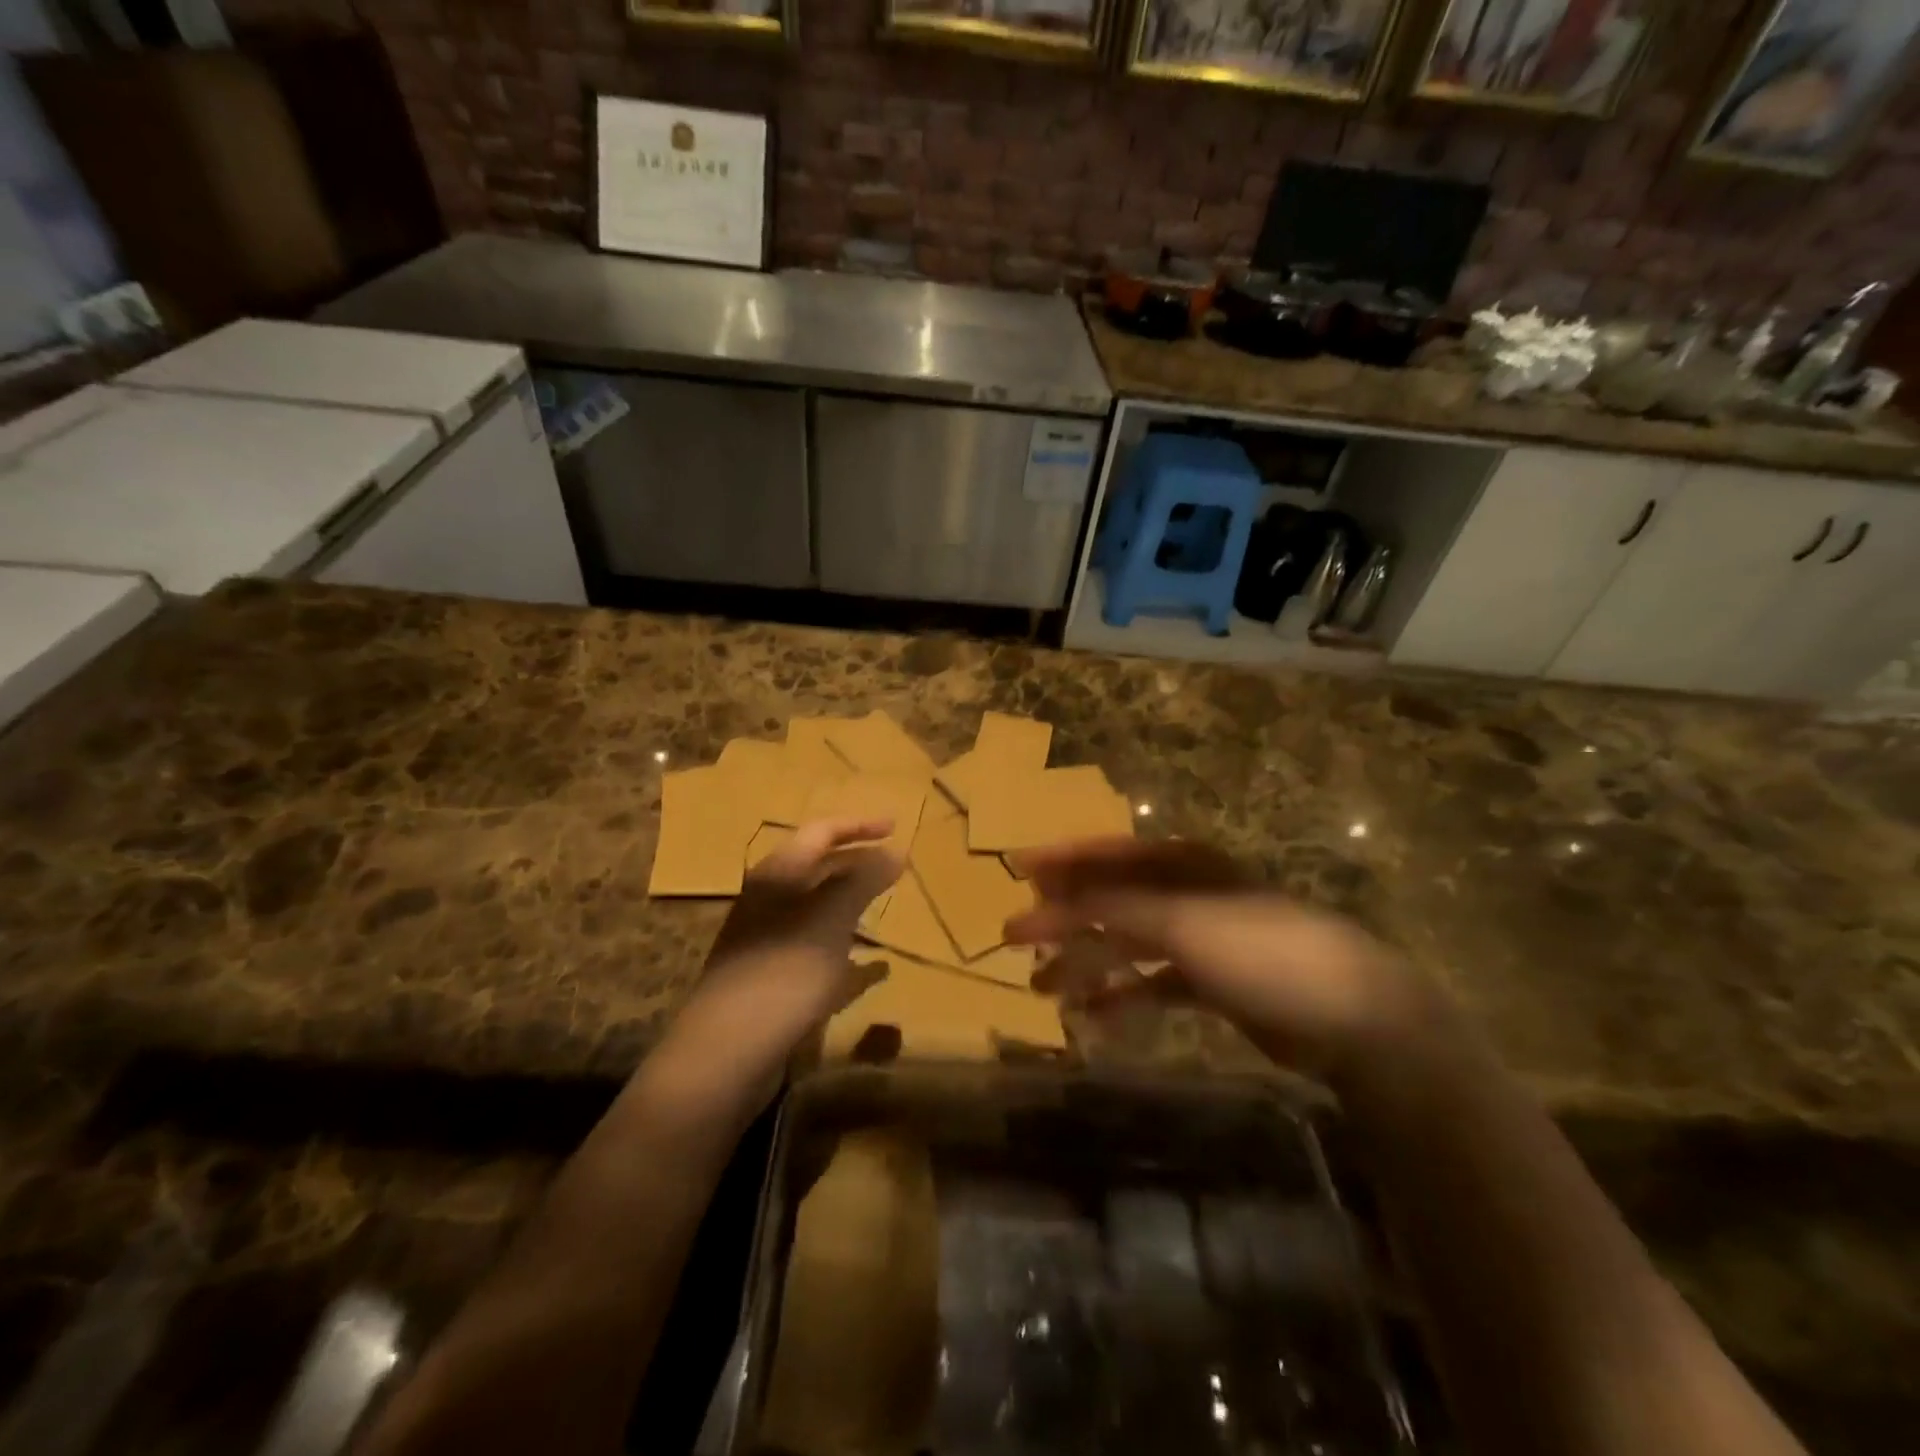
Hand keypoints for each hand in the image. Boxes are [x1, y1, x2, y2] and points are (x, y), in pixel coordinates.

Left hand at [649, 817, 902, 1113]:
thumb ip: (864, 881)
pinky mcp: (770, 977)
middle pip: (818, 867)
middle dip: (857, 861)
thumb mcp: (831, 919)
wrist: (726, 1052)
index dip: (859, 825)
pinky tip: (872, 968)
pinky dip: (845, 949)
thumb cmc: (784, 972)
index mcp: (778, 875)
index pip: (821, 832)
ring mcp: (767, 940)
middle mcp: (769, 900)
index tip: (896, 826)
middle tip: (895, 864)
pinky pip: (816, 949)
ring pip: (816, 908)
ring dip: (851, 903)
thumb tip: (896, 851)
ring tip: (885, 908)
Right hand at [1005, 838, 1454, 1084]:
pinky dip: (1122, 998)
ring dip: (1085, 964)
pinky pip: (1152, 985)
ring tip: (1042, 989)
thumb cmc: (1260, 950)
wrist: (1350, 1015)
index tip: (1016, 872)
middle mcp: (1186, 894)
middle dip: (1063, 920)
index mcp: (1180, 864)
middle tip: (1014, 939)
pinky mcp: (1211, 983)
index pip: (1107, 856)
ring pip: (1126, 947)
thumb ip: (1111, 908)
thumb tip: (1048, 898)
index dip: (1060, 863)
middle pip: (1110, 902)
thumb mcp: (1181, 921)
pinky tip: (1093, 1018)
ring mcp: (1199, 939)